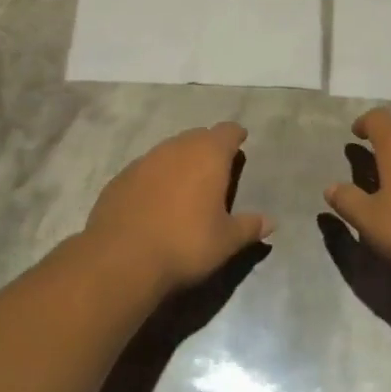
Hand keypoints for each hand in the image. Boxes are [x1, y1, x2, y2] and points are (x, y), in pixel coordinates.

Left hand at [84, 122, 272, 293]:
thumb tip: (270, 222)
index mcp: (208, 156)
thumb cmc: (185, 244)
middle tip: (216, 167)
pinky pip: (145, 169)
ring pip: (168, 151)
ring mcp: (144, 161)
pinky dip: (155, 178)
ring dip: (180, 161)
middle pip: (197, 137)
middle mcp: (175, 149)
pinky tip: (155, 200)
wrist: (121, 259)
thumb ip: (249, 227)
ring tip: (186, 184)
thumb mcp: (226, 241)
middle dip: (208, 147)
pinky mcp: (120, 178)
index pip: (227, 132)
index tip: (240, 141)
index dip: (235, 136)